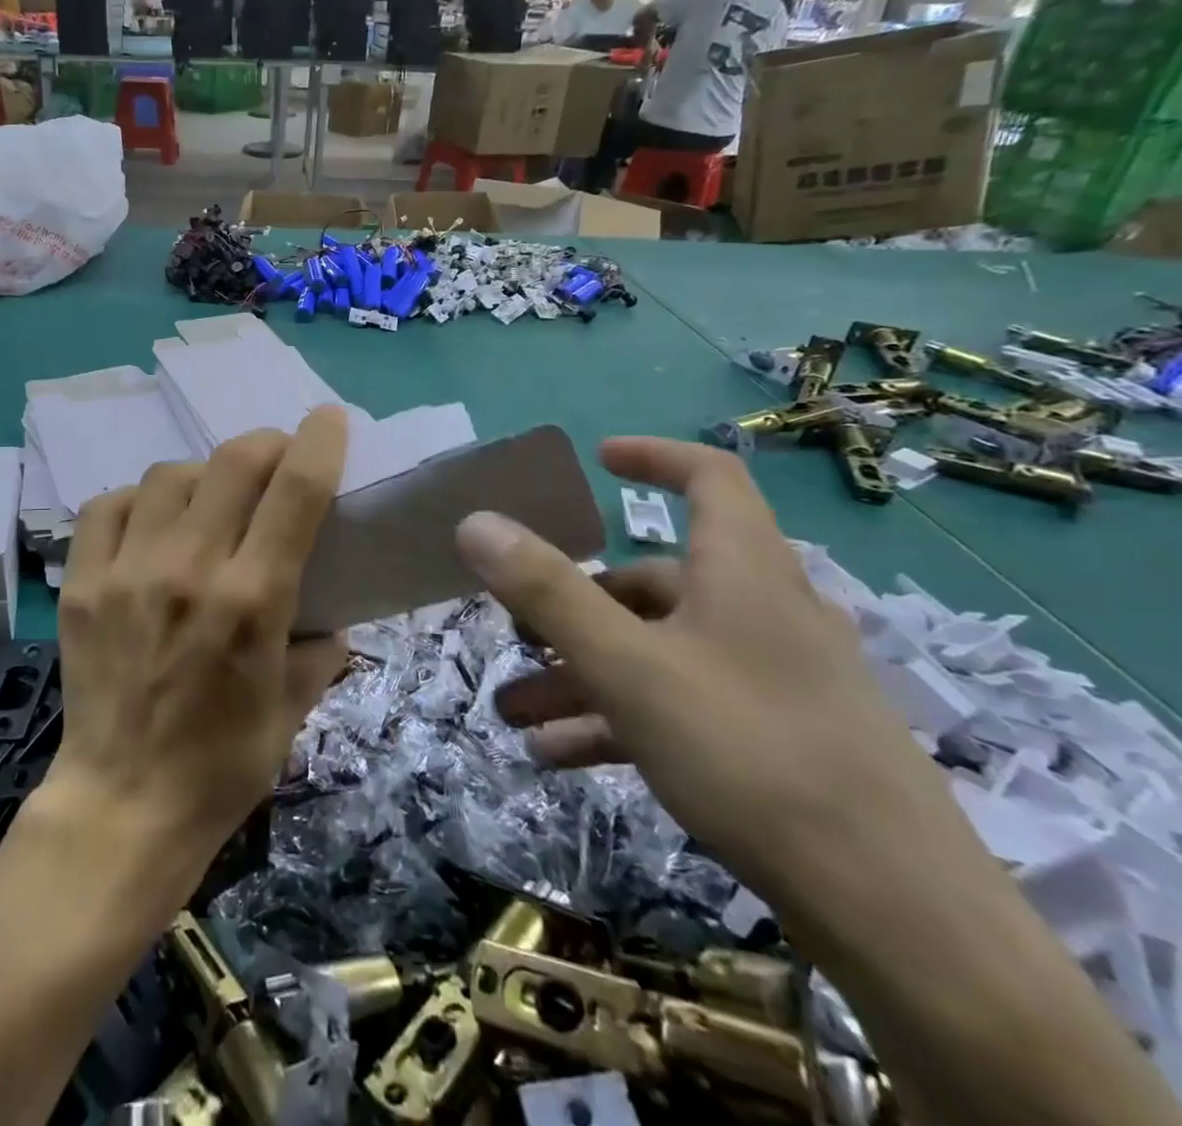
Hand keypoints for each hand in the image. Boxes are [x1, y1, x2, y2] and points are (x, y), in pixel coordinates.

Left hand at [45, 407, 350, 867]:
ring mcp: (127, 571)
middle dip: (266, 444)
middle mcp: (189, 569)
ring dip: (203, 474)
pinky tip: (150, 521)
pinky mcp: (83, 583)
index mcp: (251, 599)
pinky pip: (108, 505)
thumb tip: (328, 613)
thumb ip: (319, 648)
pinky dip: (138, 500)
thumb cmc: (222, 766)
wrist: (123, 806)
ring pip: (170, 474)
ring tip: (210, 498)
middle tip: (276, 458)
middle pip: (233, 462)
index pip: (295, 491)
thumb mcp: (293, 708)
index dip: (318, 442)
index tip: (328, 419)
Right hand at [455, 436, 951, 910]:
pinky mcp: (774, 742)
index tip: (598, 460)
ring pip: (657, 653)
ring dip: (582, 675)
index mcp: (743, 571)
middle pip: (655, 583)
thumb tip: (475, 523)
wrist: (898, 918)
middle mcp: (762, 613)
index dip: (655, 457)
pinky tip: (558, 757)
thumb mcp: (629, 666)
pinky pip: (679, 707)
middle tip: (516, 630)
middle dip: (574, 605)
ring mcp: (770, 681)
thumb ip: (547, 591)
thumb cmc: (753, 754)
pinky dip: (618, 719)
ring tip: (516, 713)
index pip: (711, 478)